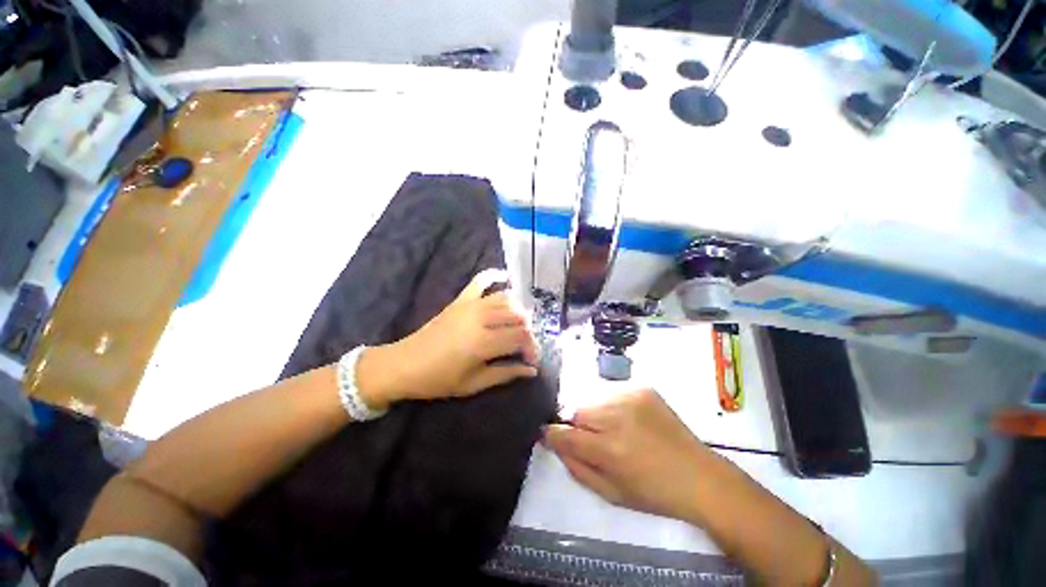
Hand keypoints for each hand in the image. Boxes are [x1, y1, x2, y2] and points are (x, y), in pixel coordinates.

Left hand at [357, 269, 538, 408]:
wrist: (404, 364)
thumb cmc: (438, 380)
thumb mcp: (474, 384)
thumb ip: (505, 374)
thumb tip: (531, 371)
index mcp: (483, 343)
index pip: (521, 337)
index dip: (532, 348)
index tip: (532, 361)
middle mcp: (480, 318)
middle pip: (517, 317)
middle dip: (527, 332)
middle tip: (525, 347)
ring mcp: (470, 305)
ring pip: (506, 299)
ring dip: (518, 311)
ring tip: (518, 326)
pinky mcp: (460, 300)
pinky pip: (480, 281)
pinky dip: (494, 276)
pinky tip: (505, 276)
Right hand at [544, 388, 719, 521]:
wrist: (699, 475)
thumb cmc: (653, 492)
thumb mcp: (610, 493)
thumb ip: (576, 466)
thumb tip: (554, 442)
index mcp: (609, 449)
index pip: (564, 433)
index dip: (552, 433)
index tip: (550, 435)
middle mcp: (617, 417)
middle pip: (577, 411)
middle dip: (579, 425)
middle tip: (595, 439)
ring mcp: (631, 397)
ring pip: (593, 399)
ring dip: (596, 414)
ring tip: (615, 429)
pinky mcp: (642, 388)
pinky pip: (612, 392)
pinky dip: (612, 405)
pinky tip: (629, 420)